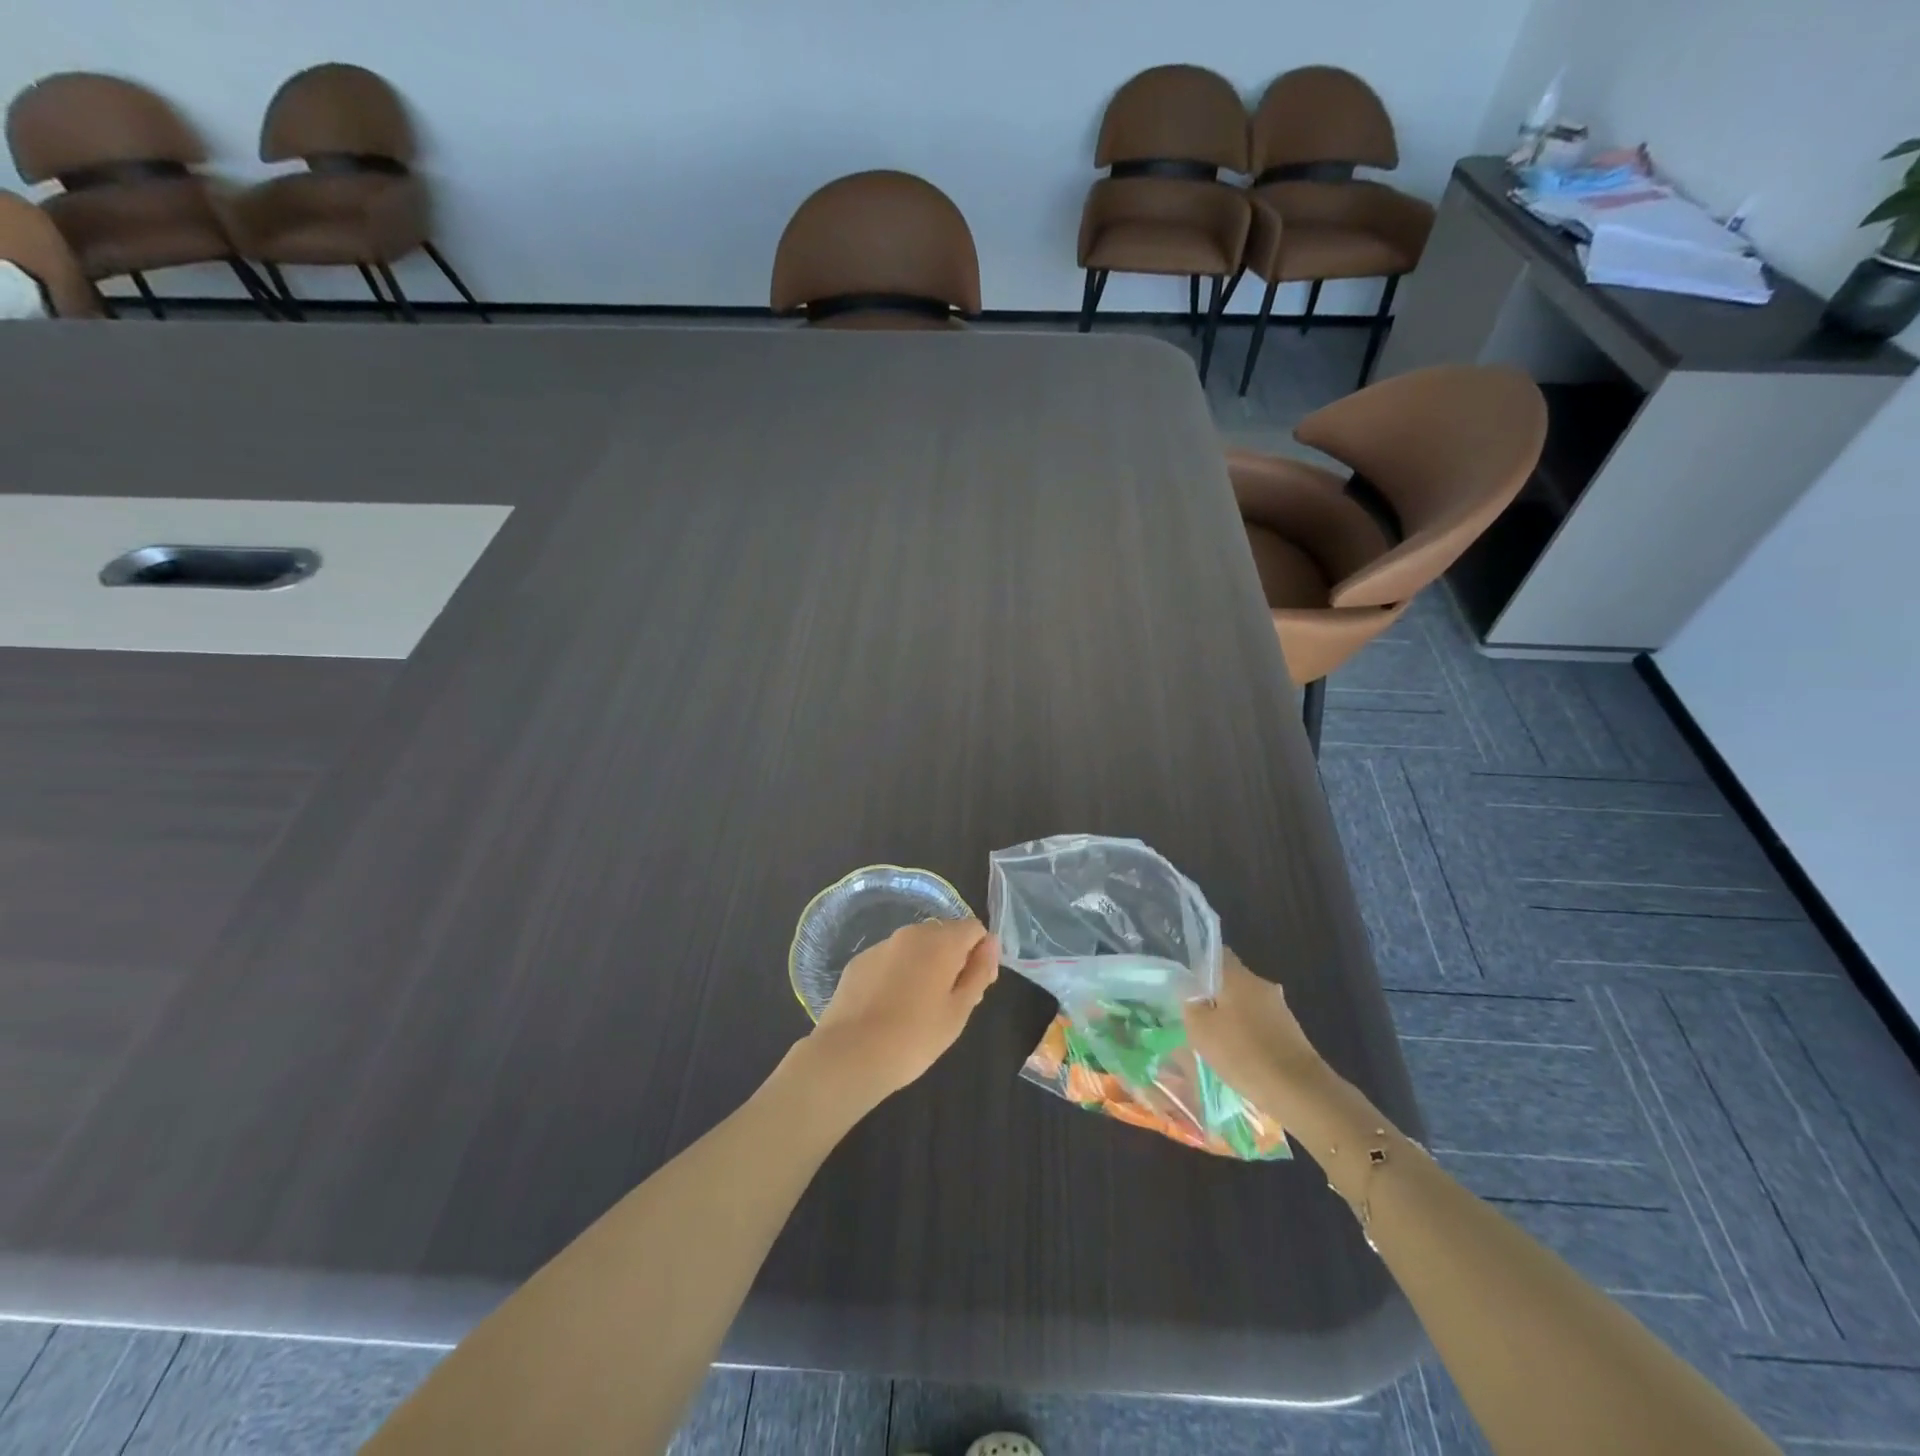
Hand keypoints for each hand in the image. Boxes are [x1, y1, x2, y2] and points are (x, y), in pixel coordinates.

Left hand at [807, 919, 999, 1104]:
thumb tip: (990, 944)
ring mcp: (882, 945)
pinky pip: (890, 959)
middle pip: (944, 934)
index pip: (974, 928)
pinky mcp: (859, 961)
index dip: (981, 955)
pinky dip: (898, 974)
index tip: (975, 988)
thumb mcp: (959, 1011)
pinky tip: (890, 1007)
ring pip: (915, 946)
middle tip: (949, 1003)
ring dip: (925, 966)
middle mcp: (911, 933)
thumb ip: (979, 972)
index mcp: (941, 941)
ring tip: (918, 1008)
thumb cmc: (915, 1037)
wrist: (850, 1055)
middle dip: (953, 959)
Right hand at [1186, 950, 1330, 1117]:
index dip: (1196, 963)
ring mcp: (1278, 1007)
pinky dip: (1245, 1034)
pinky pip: (1258, 1023)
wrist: (1299, 1091)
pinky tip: (1236, 1055)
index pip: (1213, 953)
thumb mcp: (1200, 1030)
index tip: (1182, 979)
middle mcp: (1260, 983)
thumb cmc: (1243, 1053)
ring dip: (1228, 1016)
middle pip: (1228, 980)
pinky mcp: (1288, 1030)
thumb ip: (1190, 1005)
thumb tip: (1191, 996)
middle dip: (1211, 995)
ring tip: (1212, 1039)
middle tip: (1192, 1014)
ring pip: (1243, 1003)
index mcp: (1237, 975)